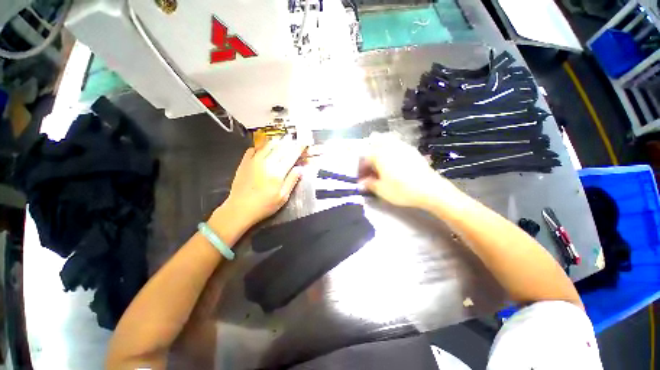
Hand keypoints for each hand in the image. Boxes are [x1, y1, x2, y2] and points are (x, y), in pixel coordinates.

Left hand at [223, 139, 304, 228]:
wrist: (240, 209)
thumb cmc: (264, 205)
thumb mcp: (283, 197)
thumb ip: (292, 180)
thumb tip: (300, 169)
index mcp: (278, 172)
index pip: (291, 155)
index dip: (298, 148)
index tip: (303, 143)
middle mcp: (266, 163)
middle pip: (280, 148)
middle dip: (289, 143)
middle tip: (294, 140)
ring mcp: (254, 161)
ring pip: (267, 146)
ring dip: (276, 142)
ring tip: (282, 140)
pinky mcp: (244, 163)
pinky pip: (253, 149)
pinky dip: (260, 146)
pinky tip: (263, 148)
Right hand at [358, 134, 458, 208]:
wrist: (430, 189)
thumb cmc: (401, 190)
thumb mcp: (381, 190)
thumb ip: (369, 184)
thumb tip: (361, 183)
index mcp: (379, 155)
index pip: (365, 158)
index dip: (361, 168)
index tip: (362, 177)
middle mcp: (390, 147)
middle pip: (376, 141)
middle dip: (370, 151)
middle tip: (370, 164)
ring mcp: (403, 147)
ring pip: (388, 140)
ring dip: (382, 147)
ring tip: (382, 160)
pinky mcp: (413, 150)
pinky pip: (399, 144)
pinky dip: (393, 149)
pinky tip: (396, 161)